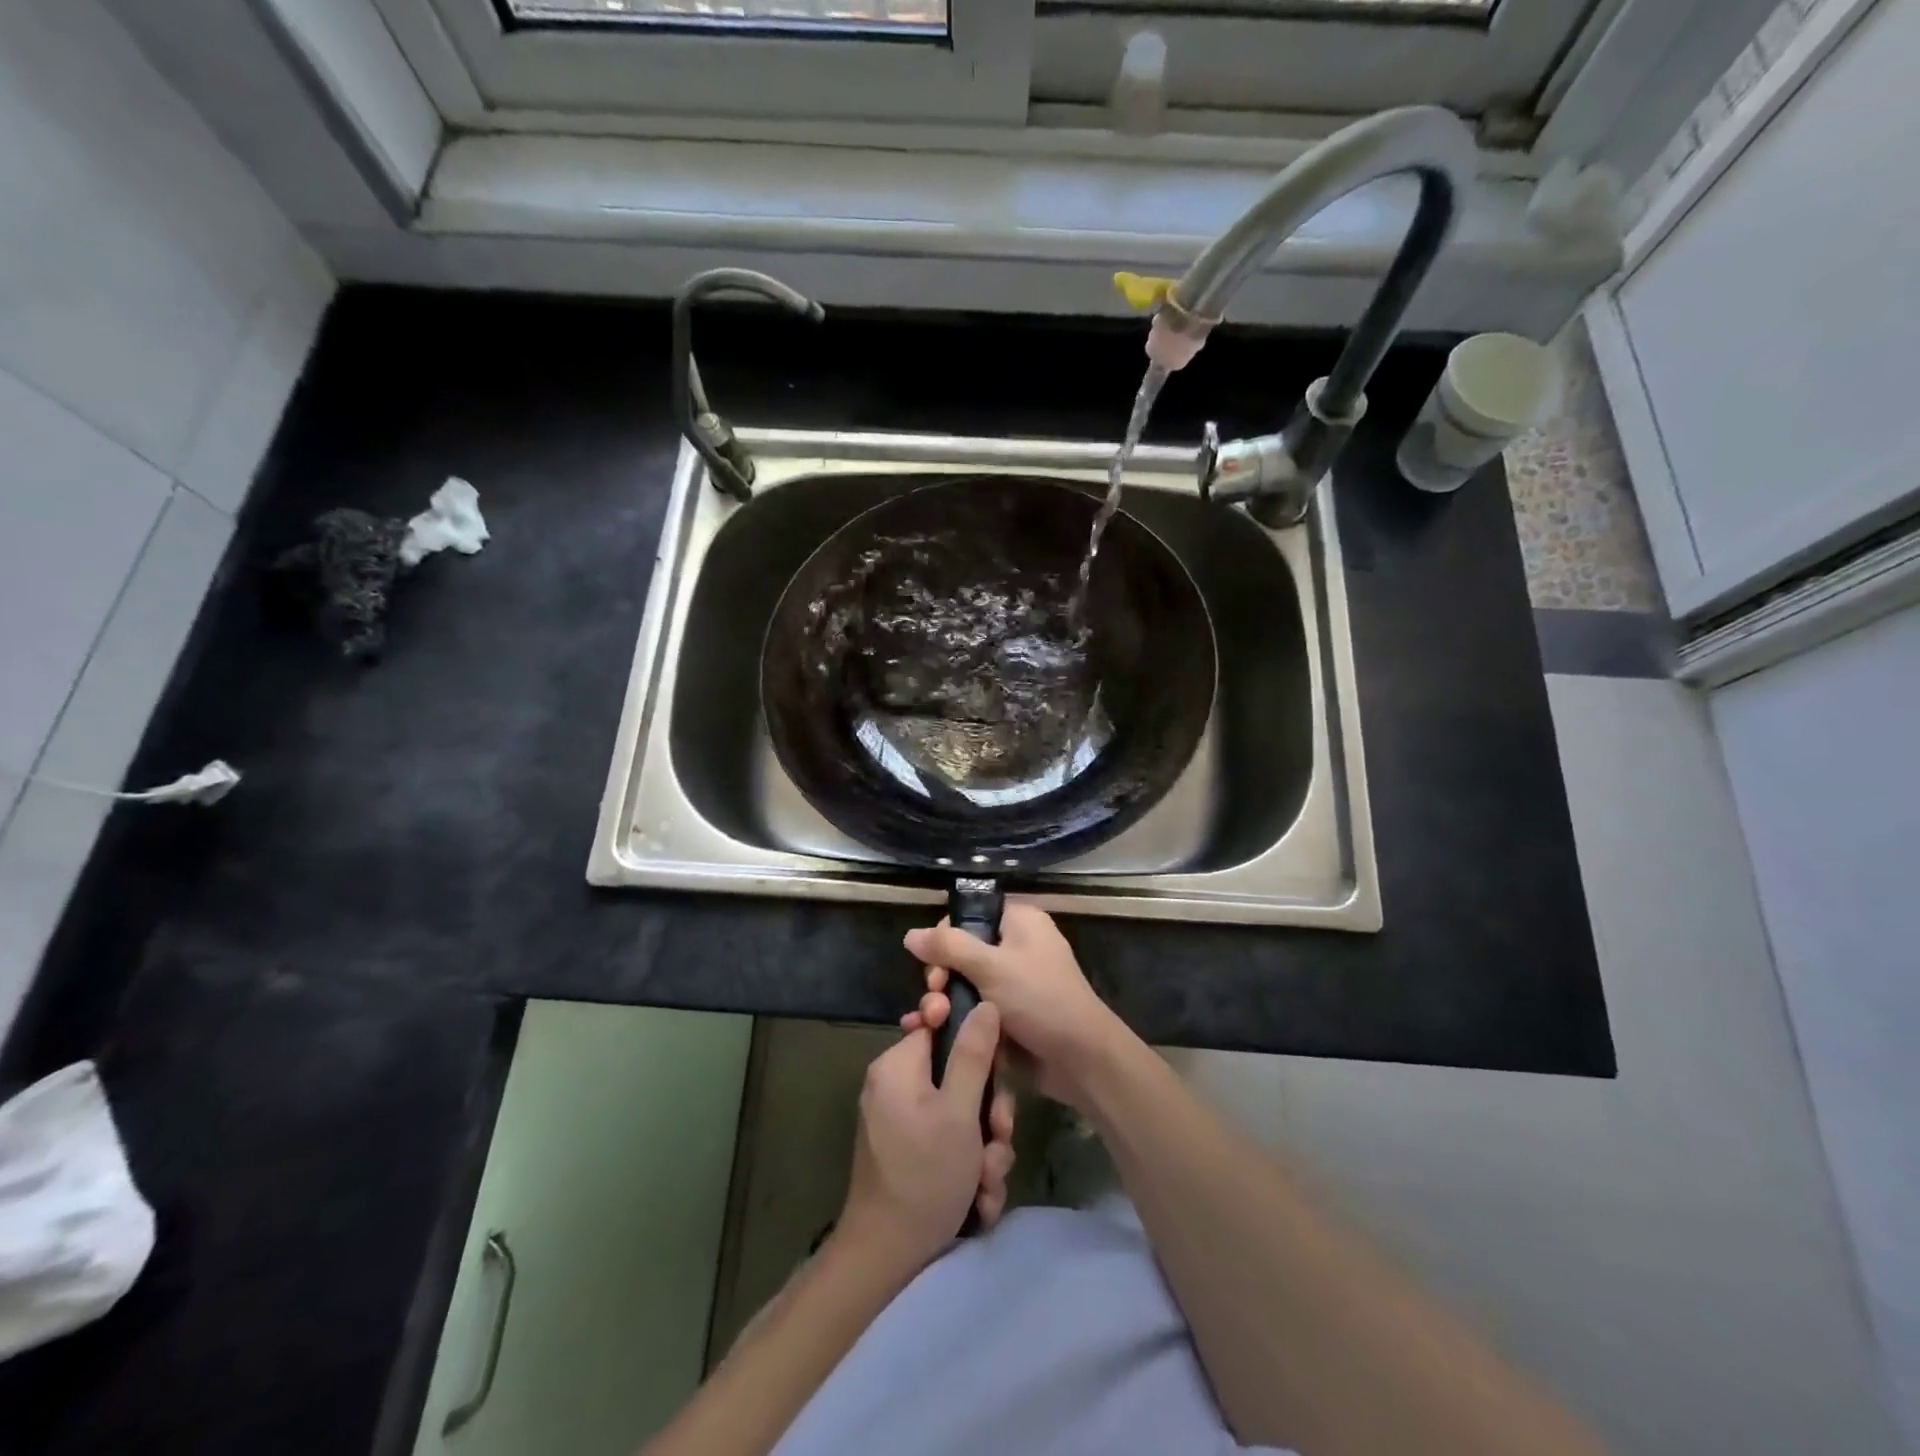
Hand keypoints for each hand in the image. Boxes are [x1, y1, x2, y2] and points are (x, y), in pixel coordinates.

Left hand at [840, 1005, 1015, 1272]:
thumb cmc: (924, 1175)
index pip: (943, 1026)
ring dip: (985, 1149)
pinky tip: (977, 1199)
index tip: (996, 1074)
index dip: (976, 1046)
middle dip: (988, 1114)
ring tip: (986, 1182)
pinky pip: (949, 1143)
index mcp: (899, 1065)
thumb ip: (974, 1055)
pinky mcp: (910, 1153)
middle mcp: (897, 1086)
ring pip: (962, 1116)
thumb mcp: (959, 1112)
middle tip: (998, 1140)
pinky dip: (968, 1168)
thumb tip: (985, 1003)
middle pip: (959, 1075)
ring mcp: (902, 1122)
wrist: (886, 1258)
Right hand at [902, 903, 1133, 1112]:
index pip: (970, 915)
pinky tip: (928, 1033)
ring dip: (942, 1002)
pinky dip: (953, 1019)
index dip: (945, 935)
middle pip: (961, 952)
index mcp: (1019, 922)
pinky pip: (971, 1010)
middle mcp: (1015, 947)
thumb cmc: (1039, 998)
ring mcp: (1011, 984)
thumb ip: (948, 947)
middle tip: (935, 996)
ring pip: (963, 984)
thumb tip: (910, 934)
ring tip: (932, 1021)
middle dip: (940, 975)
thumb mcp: (991, 966)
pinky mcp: (1006, 1016)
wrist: (1080, 1059)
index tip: (933, 963)